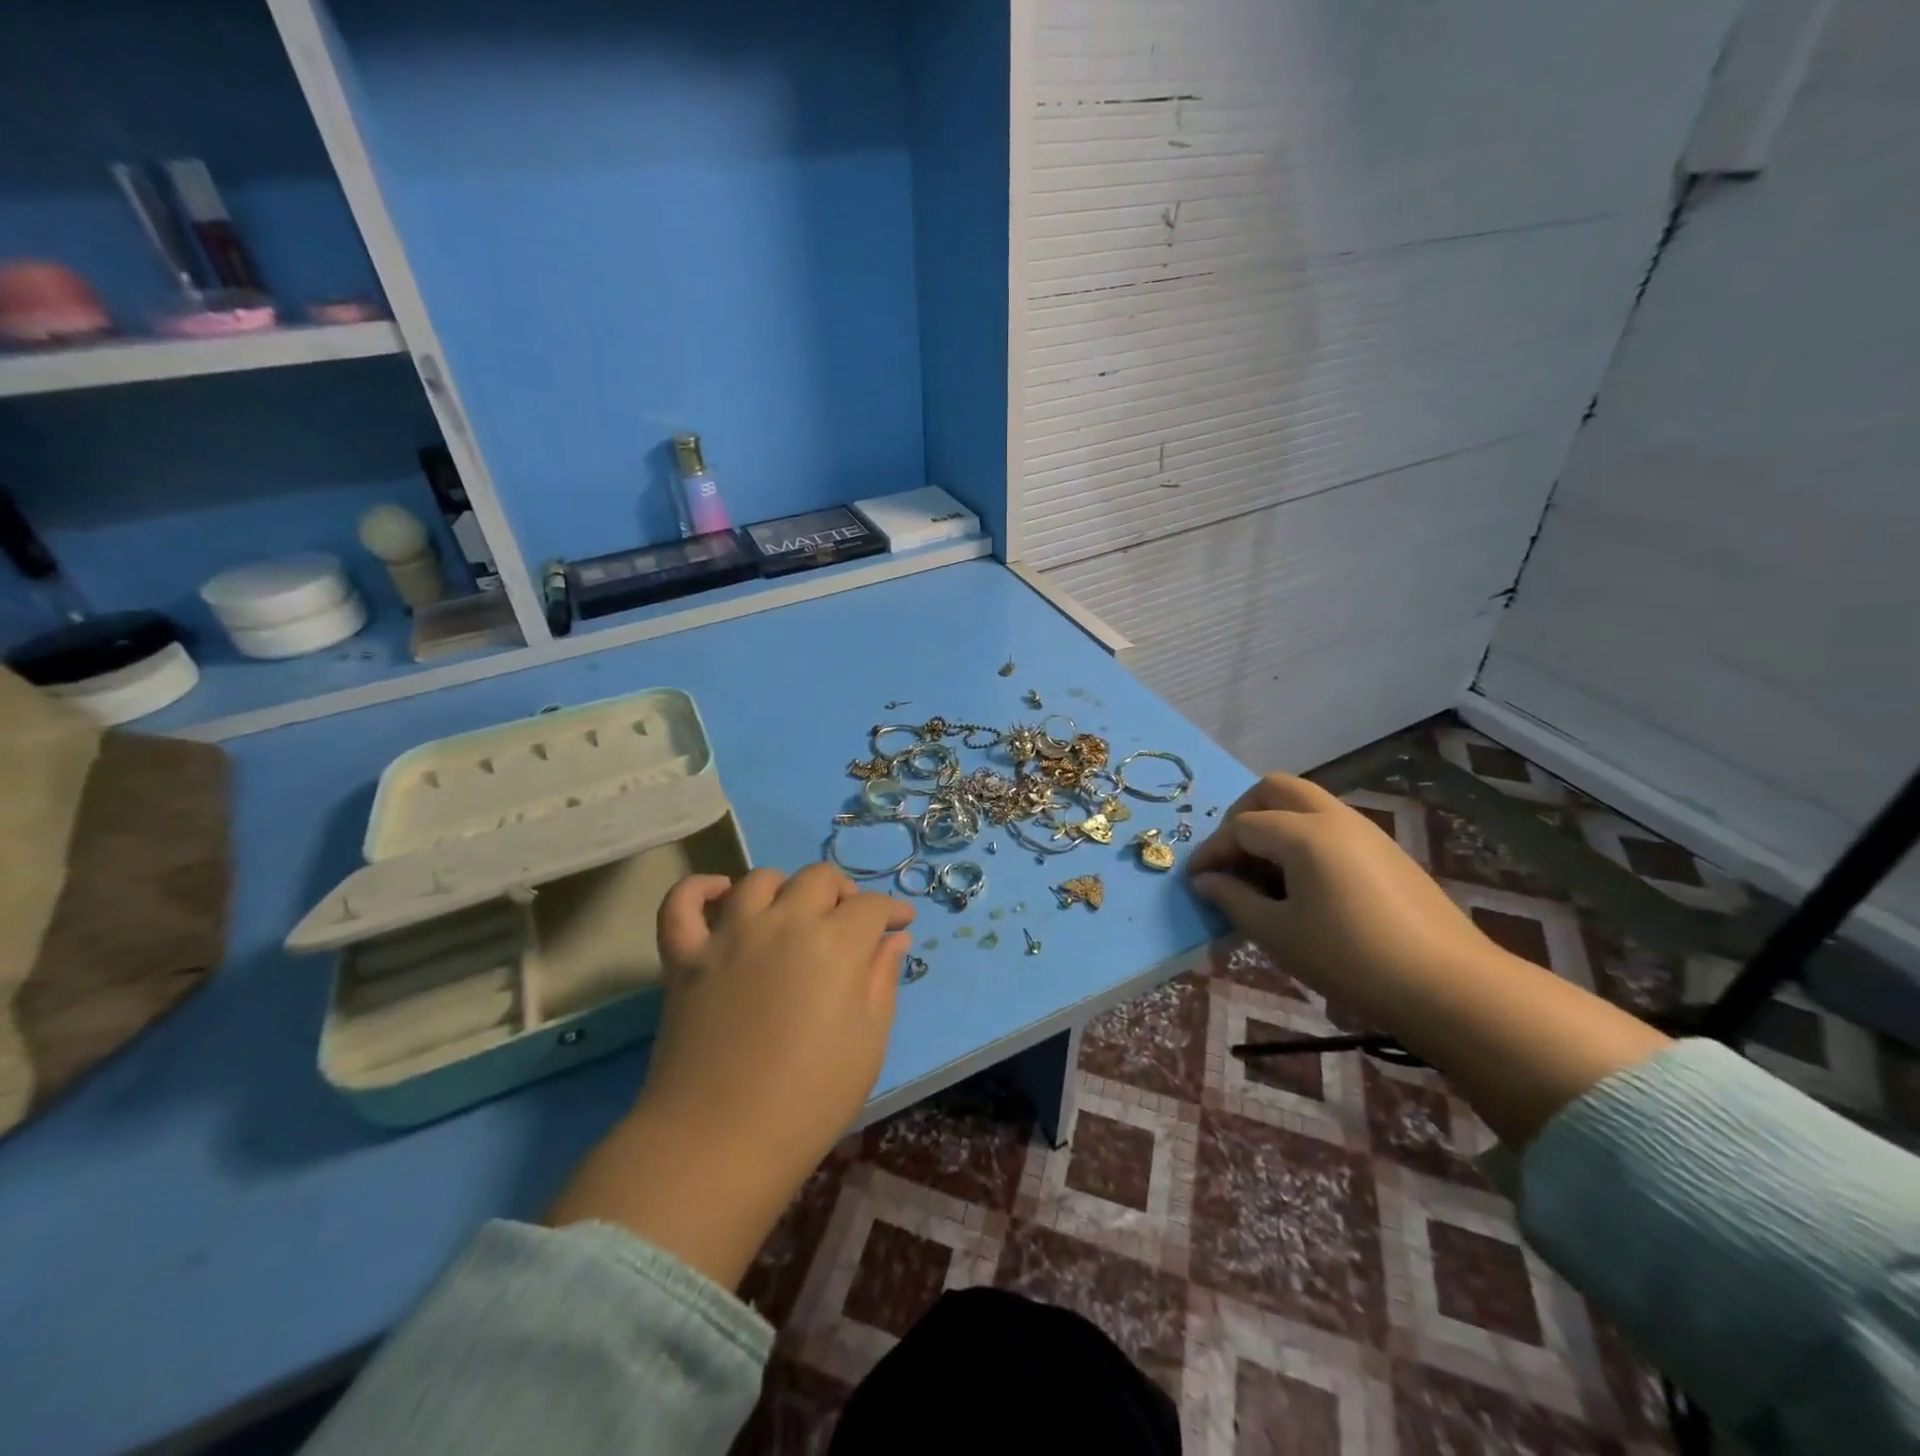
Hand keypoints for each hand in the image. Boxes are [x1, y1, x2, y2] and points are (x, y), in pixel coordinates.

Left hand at [644, 864, 914, 1170]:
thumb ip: (883, 980)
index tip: (899, 924)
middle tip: (848, 922)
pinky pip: (681, 903)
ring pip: (759, 880)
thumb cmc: (810, 1099)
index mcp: (836, 944)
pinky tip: (720, 895)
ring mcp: (729, 936)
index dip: (891, 911)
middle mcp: (784, 923)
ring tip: (791, 914)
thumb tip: (893, 938)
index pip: (871, 906)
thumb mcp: (870, 1042)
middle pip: (819, 878)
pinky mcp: (685, 957)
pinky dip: (698, 888)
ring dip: (784, 888)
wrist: (720, 1142)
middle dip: (843, 893)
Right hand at [1188, 774, 1667, 1145]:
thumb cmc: (1350, 959)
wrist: (1449, 987)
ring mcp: (1366, 831)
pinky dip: (1303, 838)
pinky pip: (1331, 825)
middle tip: (1232, 857)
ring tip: (1263, 875)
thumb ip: (1233, 900)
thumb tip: (1205, 881)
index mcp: (1304, 833)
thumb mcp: (1279, 934)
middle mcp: (1334, 818)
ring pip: (1306, 803)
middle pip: (1275, 789)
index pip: (1241, 826)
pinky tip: (1303, 885)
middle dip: (1243, 815)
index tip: (1194, 879)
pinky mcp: (1386, 852)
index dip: (1212, 851)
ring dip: (1274, 825)